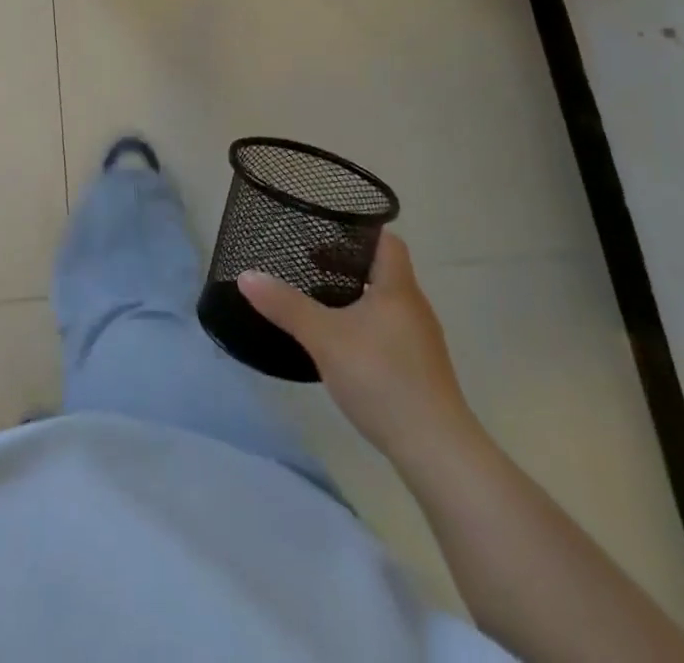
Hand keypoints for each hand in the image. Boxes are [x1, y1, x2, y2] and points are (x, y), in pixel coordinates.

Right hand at [238, 231, 478, 469]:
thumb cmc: (382, 378)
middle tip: (310, 265)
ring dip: (355, 297)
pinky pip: (389, 331)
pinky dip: (365, 326)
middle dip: (347, 265)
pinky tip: (342, 345)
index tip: (326, 232)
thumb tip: (246, 275)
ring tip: (320, 303)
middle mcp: (414, 308)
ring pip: (385, 303)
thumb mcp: (324, 338)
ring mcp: (421, 341)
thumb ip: (285, 305)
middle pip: (384, 271)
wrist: (436, 451)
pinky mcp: (420, 370)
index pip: (387, 241)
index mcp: (398, 288)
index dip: (359, 231)